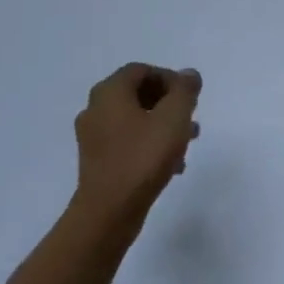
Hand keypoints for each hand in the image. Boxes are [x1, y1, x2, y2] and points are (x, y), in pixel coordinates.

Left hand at [71, 63, 201, 230]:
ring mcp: (93, 137)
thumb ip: (185, 91)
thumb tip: (188, 75)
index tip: (189, 96)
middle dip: (168, 102)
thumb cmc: (143, 157)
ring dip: (162, 125)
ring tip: (188, 141)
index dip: (169, 78)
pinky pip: (127, 142)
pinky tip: (172, 164)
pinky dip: (149, 144)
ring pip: (134, 120)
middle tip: (190, 116)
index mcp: (110, 92)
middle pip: (137, 94)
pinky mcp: (97, 161)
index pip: (141, 70)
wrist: (108, 212)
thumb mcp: (174, 117)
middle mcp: (96, 109)